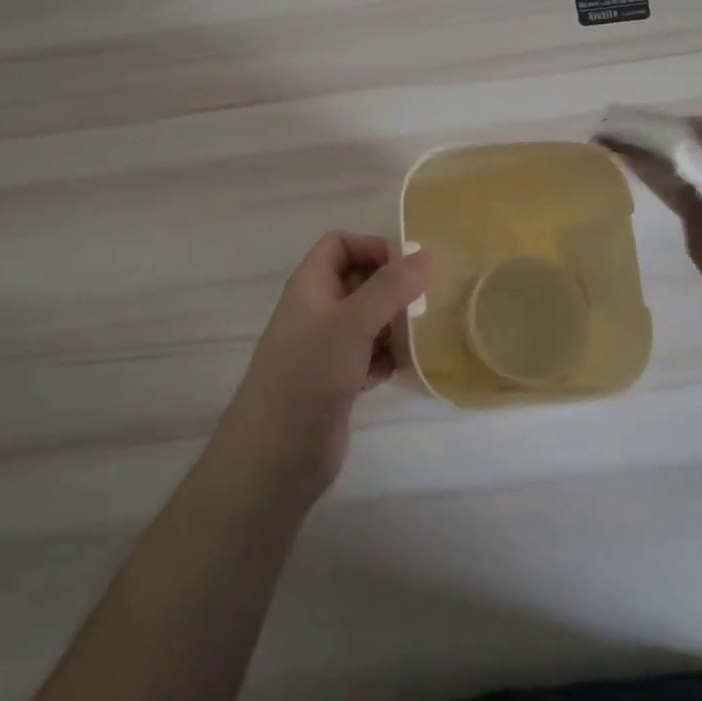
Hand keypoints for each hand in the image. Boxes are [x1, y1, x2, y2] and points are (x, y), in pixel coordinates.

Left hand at [216, 233, 429, 502]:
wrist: (276, 456)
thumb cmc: (309, 375)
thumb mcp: (352, 323)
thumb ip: (390, 287)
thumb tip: (425, 254)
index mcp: (310, 286)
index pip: (339, 244)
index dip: (371, 247)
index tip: (407, 268)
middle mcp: (317, 311)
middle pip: (359, 281)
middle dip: (392, 288)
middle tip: (425, 302)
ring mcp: (326, 348)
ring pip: (368, 320)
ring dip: (395, 324)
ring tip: (420, 336)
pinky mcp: (338, 381)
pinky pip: (370, 355)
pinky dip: (388, 357)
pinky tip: (405, 368)